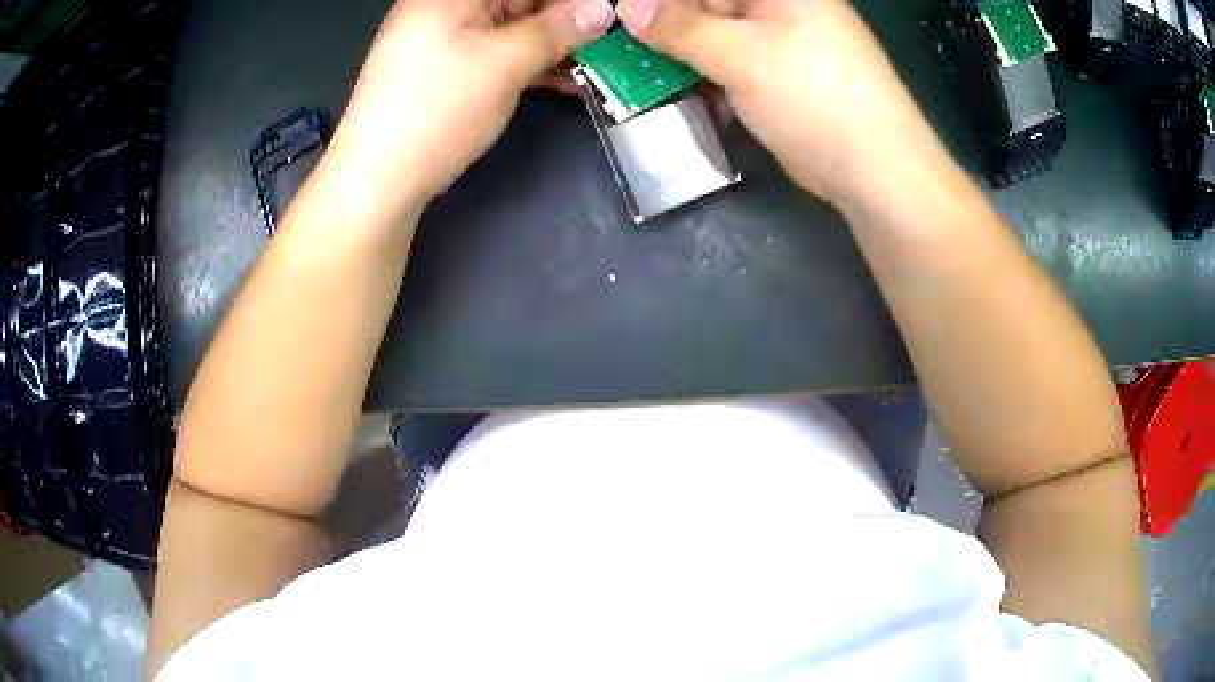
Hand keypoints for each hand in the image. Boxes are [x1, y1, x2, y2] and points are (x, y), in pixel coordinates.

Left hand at [321, 0, 615, 226]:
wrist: (377, 182)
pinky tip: (565, 81)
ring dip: (553, 45)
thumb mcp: (505, 63)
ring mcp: (442, 42)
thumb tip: (602, 9)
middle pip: (517, 2)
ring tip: (596, 63)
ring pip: (510, 30)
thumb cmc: (438, 110)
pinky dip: (528, 65)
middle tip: (604, 41)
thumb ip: (558, 30)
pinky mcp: (444, 73)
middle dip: (563, 19)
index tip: (603, 14)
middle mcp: (444, 8)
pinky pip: (495, 55)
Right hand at [617, 0, 946, 210]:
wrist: (874, 169)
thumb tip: (628, 7)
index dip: (661, 1)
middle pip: (705, 5)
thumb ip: (679, 28)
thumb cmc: (813, 96)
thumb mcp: (739, 55)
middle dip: (665, 26)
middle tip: (623, 51)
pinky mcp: (778, 76)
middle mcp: (777, 6)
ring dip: (679, 55)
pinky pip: (729, 64)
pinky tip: (679, 93)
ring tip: (641, 75)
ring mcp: (779, 42)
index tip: (623, 17)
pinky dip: (703, 77)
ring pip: (713, 36)